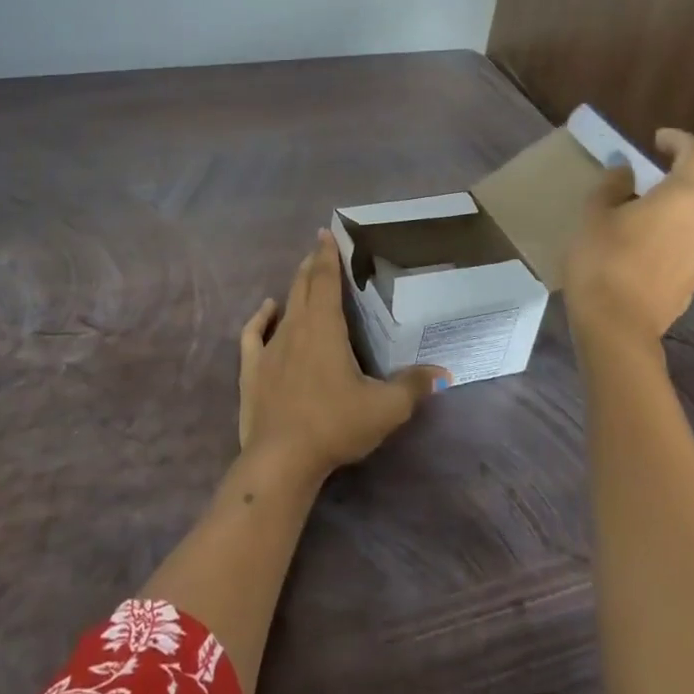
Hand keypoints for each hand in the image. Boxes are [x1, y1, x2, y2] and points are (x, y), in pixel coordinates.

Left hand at [236, 229, 446, 481]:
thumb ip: (413, 387)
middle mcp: (296, 328)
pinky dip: (261, 317)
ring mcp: (270, 348)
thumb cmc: (334, 425)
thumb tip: (442, 372)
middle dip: (313, 264)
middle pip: (304, 286)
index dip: (328, 255)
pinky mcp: (252, 369)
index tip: (327, 234)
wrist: (281, 459)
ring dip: (295, 287)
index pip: (326, 280)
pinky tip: (268, 309)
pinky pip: (254, 333)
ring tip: (303, 274)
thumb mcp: (385, 408)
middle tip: (320, 247)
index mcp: (325, 328)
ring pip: (284, 306)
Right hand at [566, 128, 693, 344]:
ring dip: (660, 222)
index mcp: (681, 200)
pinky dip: (660, 249)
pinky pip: (679, 254)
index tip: (656, 142)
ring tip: (622, 235)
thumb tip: (627, 171)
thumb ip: (613, 186)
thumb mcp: (594, 215)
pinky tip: (629, 264)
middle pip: (688, 195)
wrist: (616, 327)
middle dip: (660, 190)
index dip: (680, 141)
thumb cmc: (602, 261)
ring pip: (683, 227)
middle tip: (624, 198)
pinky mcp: (692, 286)